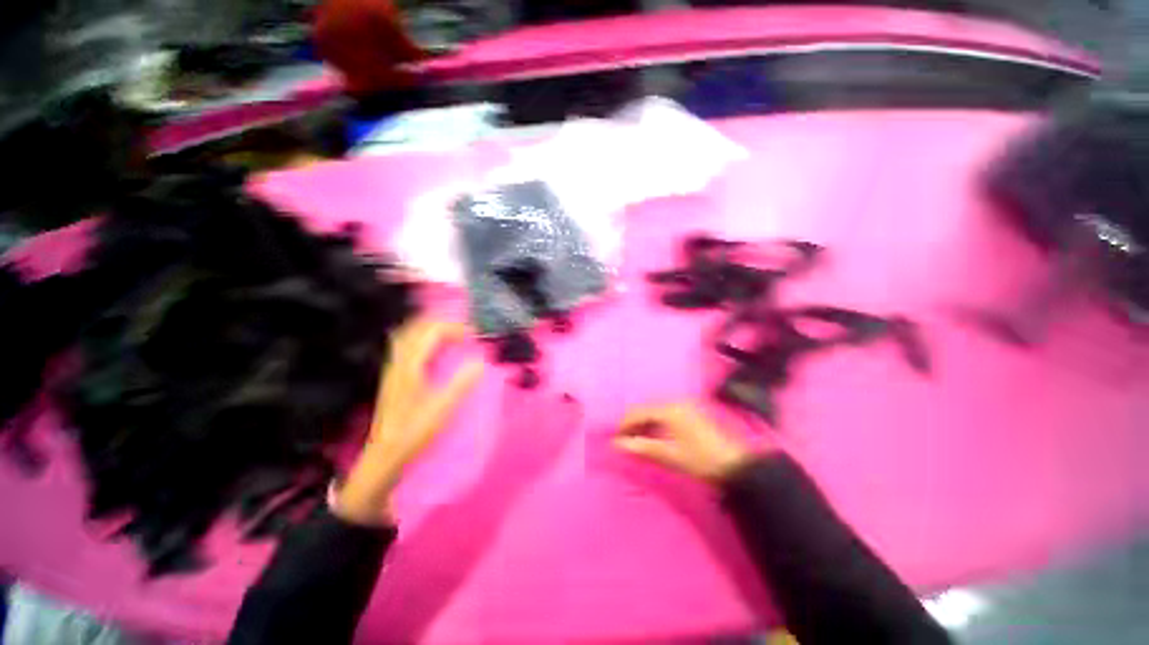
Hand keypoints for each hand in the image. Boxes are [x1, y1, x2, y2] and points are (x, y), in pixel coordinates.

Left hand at [334, 319, 483, 524]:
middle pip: (418, 328)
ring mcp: (394, 367)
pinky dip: (422, 338)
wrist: (385, 454)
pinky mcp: (394, 375)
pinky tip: (433, 348)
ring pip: (410, 334)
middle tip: (465, 331)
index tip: (474, 335)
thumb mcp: (441, 410)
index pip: (432, 332)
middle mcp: (400, 361)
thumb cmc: (414, 433)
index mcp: (411, 367)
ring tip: (452, 333)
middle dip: (443, 323)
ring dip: (431, 328)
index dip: (454, 328)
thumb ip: (461, 384)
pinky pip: (407, 345)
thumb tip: (480, 363)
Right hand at [615, 402, 758, 483]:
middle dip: (633, 424)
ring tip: (637, 440)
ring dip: (644, 423)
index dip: (624, 425)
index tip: (614, 440)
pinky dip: (655, 423)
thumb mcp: (668, 455)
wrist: (734, 465)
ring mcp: (684, 404)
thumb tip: (616, 445)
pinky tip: (653, 435)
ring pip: (654, 410)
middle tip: (625, 442)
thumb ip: (641, 448)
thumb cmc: (699, 460)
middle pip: (645, 408)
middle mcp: (674, 401)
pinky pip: (664, 412)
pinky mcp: (690, 411)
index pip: (637, 412)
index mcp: (668, 409)